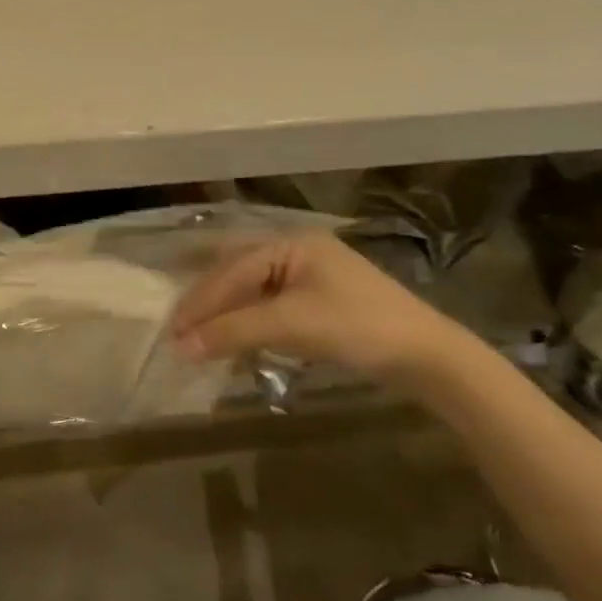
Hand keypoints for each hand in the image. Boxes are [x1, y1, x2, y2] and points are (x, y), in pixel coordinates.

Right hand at [171, 231, 472, 387]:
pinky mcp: (320, 302)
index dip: (199, 302)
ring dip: (226, 316)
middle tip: (178, 332)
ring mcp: (310, 276)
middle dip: (208, 305)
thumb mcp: (290, 325)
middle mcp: (297, 251)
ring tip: (198, 338)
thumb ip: (233, 332)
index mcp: (290, 242)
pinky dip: (249, 324)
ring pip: (253, 293)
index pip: (231, 271)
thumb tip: (180, 347)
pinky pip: (271, 307)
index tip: (172, 330)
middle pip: (238, 275)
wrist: (429, 358)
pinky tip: (234, 340)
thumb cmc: (358, 327)